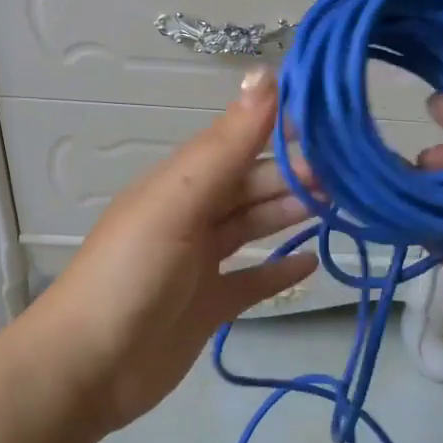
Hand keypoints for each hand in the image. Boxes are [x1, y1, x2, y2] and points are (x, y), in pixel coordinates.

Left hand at [29, 69, 318, 432]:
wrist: (89, 368)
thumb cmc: (131, 275)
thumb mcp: (177, 203)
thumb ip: (224, 146)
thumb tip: (264, 74)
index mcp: (179, 184)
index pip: (238, 143)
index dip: (282, 129)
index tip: (335, 119)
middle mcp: (190, 215)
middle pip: (250, 186)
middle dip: (296, 175)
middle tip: (353, 172)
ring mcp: (199, 262)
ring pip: (253, 227)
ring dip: (291, 213)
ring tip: (342, 204)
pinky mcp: (209, 306)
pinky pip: (252, 281)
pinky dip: (279, 271)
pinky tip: (312, 263)